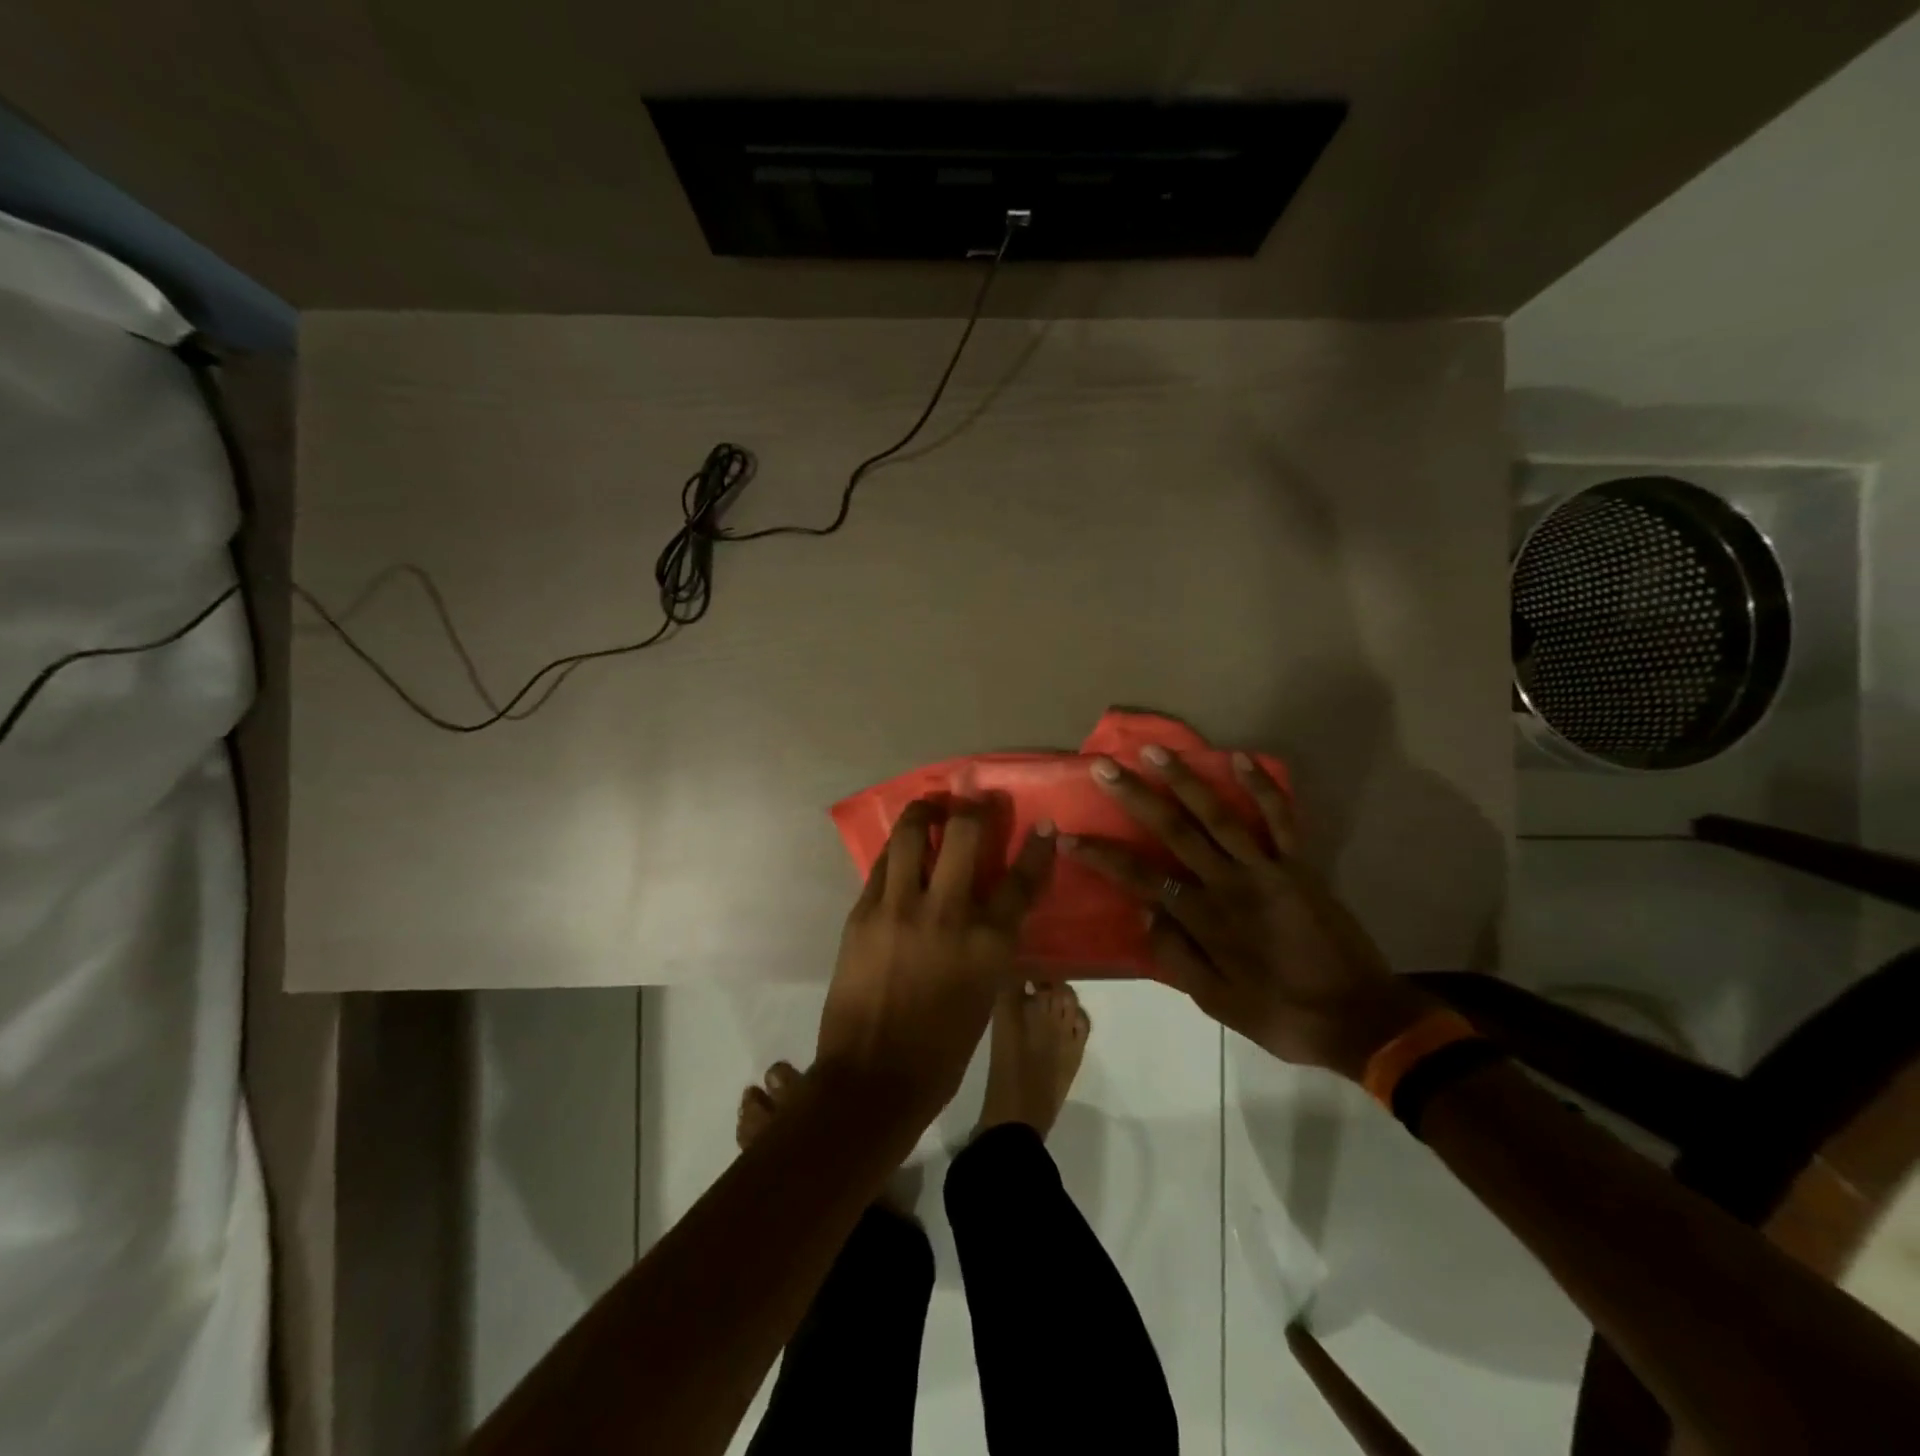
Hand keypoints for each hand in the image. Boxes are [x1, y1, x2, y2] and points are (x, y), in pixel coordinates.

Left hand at [815, 796, 1055, 1132]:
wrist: (873, 1078)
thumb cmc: (941, 1050)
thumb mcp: (984, 994)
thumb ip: (989, 943)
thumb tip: (988, 908)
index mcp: (989, 943)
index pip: (1022, 881)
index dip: (1037, 848)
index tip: (1042, 824)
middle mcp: (948, 913)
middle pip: (966, 834)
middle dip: (974, 805)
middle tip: (973, 793)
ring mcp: (900, 908)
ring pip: (914, 834)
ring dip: (926, 810)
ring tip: (931, 805)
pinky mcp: (864, 912)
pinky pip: (883, 865)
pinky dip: (897, 850)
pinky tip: (902, 848)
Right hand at [1063, 748, 1433, 1080]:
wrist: (1363, 1020)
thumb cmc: (1283, 1016)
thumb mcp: (1218, 1004)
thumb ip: (1177, 958)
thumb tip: (1143, 913)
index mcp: (1205, 920)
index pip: (1140, 879)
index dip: (1101, 857)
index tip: (1067, 837)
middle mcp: (1229, 885)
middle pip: (1174, 832)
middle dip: (1136, 798)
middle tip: (1104, 769)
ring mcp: (1267, 870)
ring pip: (1219, 816)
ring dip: (1185, 780)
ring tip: (1155, 751)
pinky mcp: (1299, 866)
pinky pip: (1280, 820)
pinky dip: (1262, 788)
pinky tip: (1240, 758)